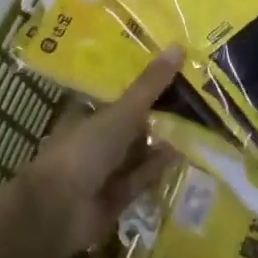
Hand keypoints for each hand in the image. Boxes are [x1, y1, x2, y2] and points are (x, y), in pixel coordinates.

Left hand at [11, 48, 182, 256]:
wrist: (58, 211)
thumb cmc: (83, 150)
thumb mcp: (120, 112)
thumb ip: (150, 85)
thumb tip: (179, 46)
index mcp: (88, 112)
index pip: (119, 92)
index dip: (145, 81)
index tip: (174, 68)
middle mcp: (97, 137)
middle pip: (133, 121)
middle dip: (160, 111)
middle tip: (196, 93)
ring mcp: (107, 167)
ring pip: (140, 148)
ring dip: (163, 139)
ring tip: (199, 120)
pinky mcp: (118, 194)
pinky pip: (143, 175)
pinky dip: (159, 166)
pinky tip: (183, 152)